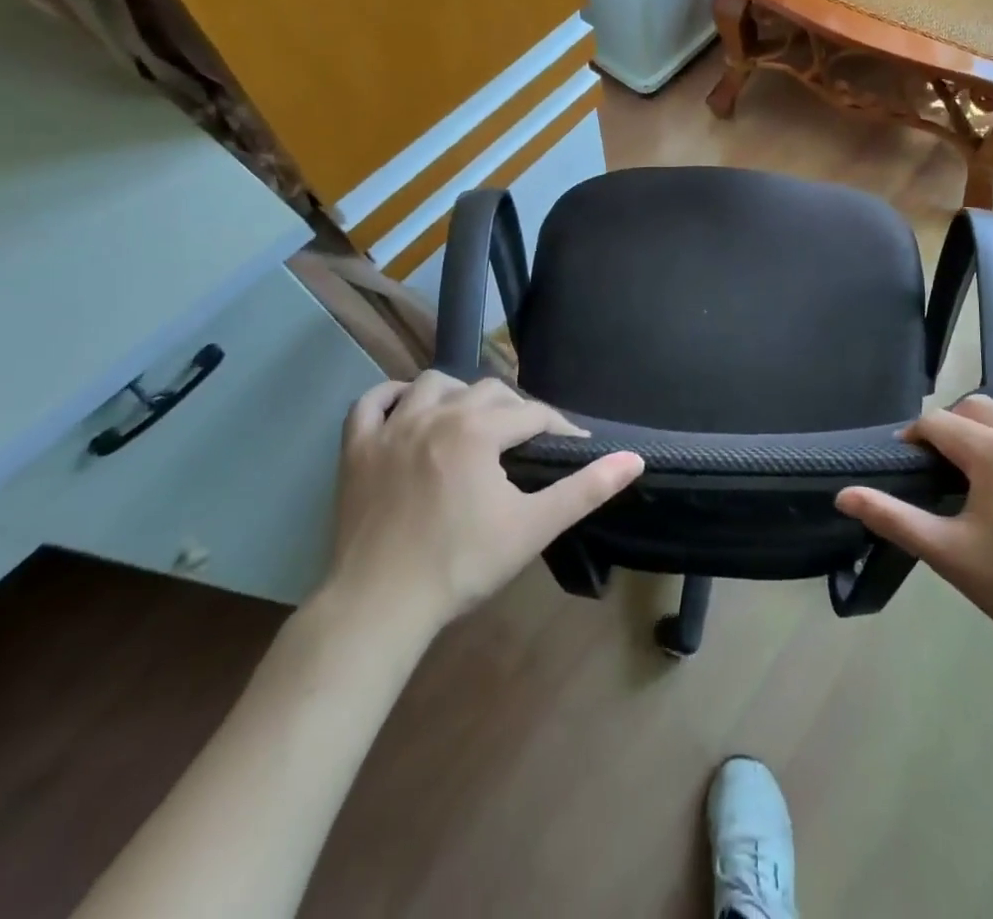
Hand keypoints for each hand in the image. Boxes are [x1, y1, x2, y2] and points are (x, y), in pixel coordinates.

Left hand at [320, 372, 643, 635]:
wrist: (379, 608)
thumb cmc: (461, 565)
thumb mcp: (533, 527)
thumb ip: (586, 489)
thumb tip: (635, 459)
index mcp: (478, 429)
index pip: (531, 413)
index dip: (558, 428)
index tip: (572, 448)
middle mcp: (435, 414)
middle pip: (487, 391)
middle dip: (515, 409)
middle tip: (527, 442)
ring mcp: (391, 428)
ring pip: (432, 384)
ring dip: (459, 393)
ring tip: (472, 420)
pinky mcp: (357, 449)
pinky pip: (371, 403)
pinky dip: (391, 397)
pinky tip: (407, 408)